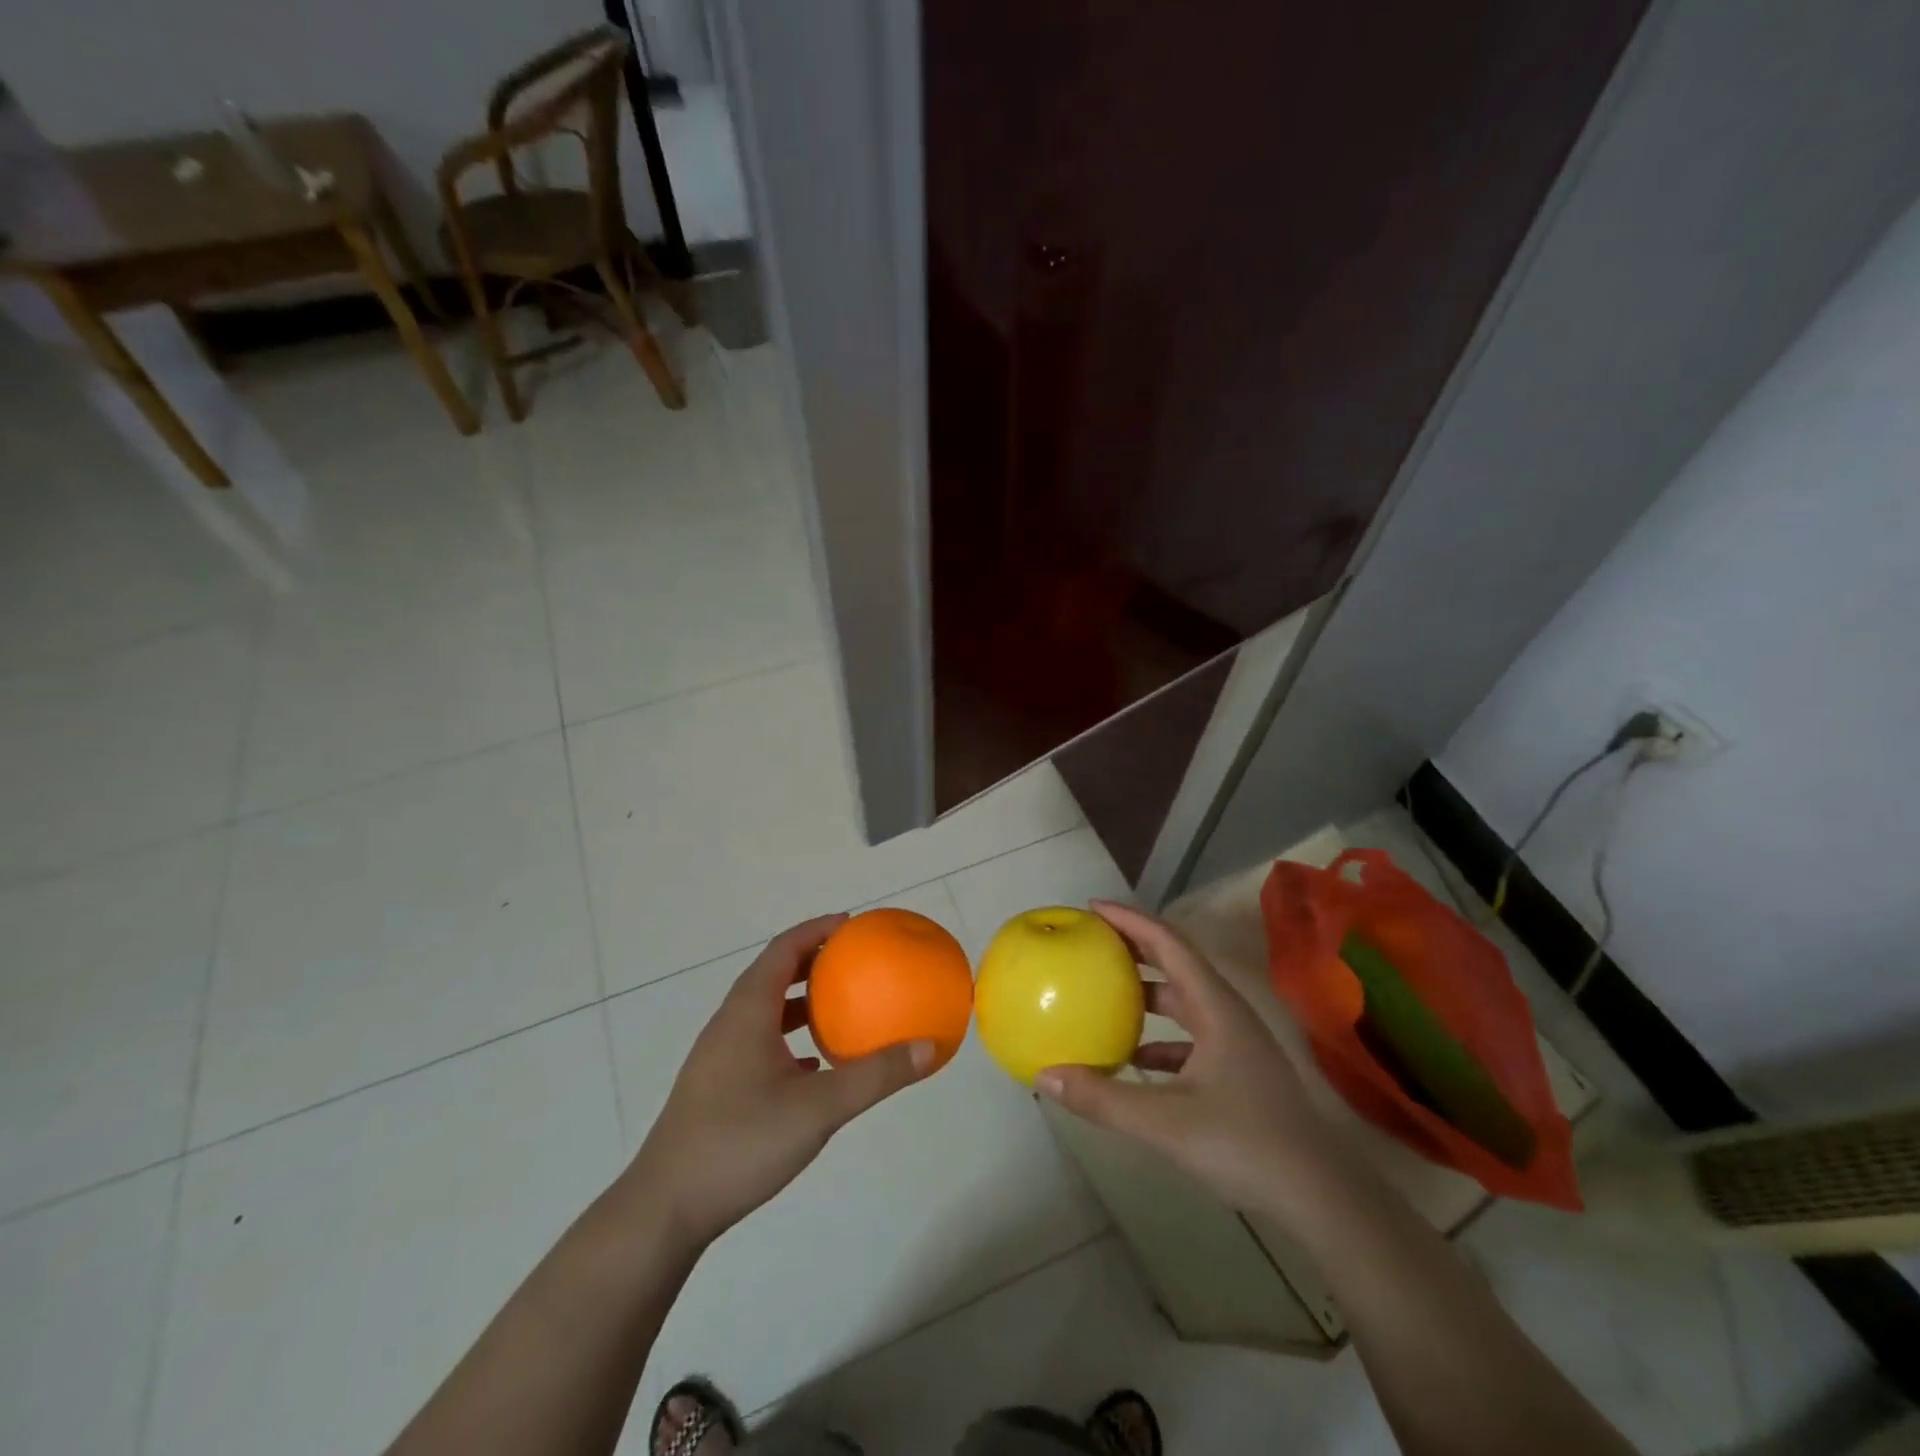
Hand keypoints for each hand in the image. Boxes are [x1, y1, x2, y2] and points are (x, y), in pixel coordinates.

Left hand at [627, 914, 934, 1247]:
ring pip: (765, 1010)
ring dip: (801, 1001)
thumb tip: (930, 1048)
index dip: (817, 929)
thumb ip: (875, 1076)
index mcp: (747, 1012)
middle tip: (855, 960)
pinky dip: (790, 1037)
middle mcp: (730, 1024)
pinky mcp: (718, 1087)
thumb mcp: (818, 1108)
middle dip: (813, 961)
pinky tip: (814, 1065)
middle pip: (773, 974)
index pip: (783, 949)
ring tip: (841, 1007)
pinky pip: (760, 1042)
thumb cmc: (740, 1143)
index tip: (853, 924)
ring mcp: (720, 1056)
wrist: (665, 1209)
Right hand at [1036, 900, 1349, 1220]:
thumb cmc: (1245, 1144)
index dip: (1130, 920)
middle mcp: (1227, 1012)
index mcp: (1215, 1006)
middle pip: (1176, 962)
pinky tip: (1132, 1058)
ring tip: (1104, 991)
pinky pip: (1190, 1035)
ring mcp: (1236, 1041)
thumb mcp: (1163, 1122)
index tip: (1091, 908)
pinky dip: (1159, 1036)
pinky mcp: (1238, 1069)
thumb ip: (1102, 1098)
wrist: (1320, 1197)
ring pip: (1184, 999)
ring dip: (1146, 991)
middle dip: (1134, 946)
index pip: (1168, 943)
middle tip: (1091, 940)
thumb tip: (1044, 1076)